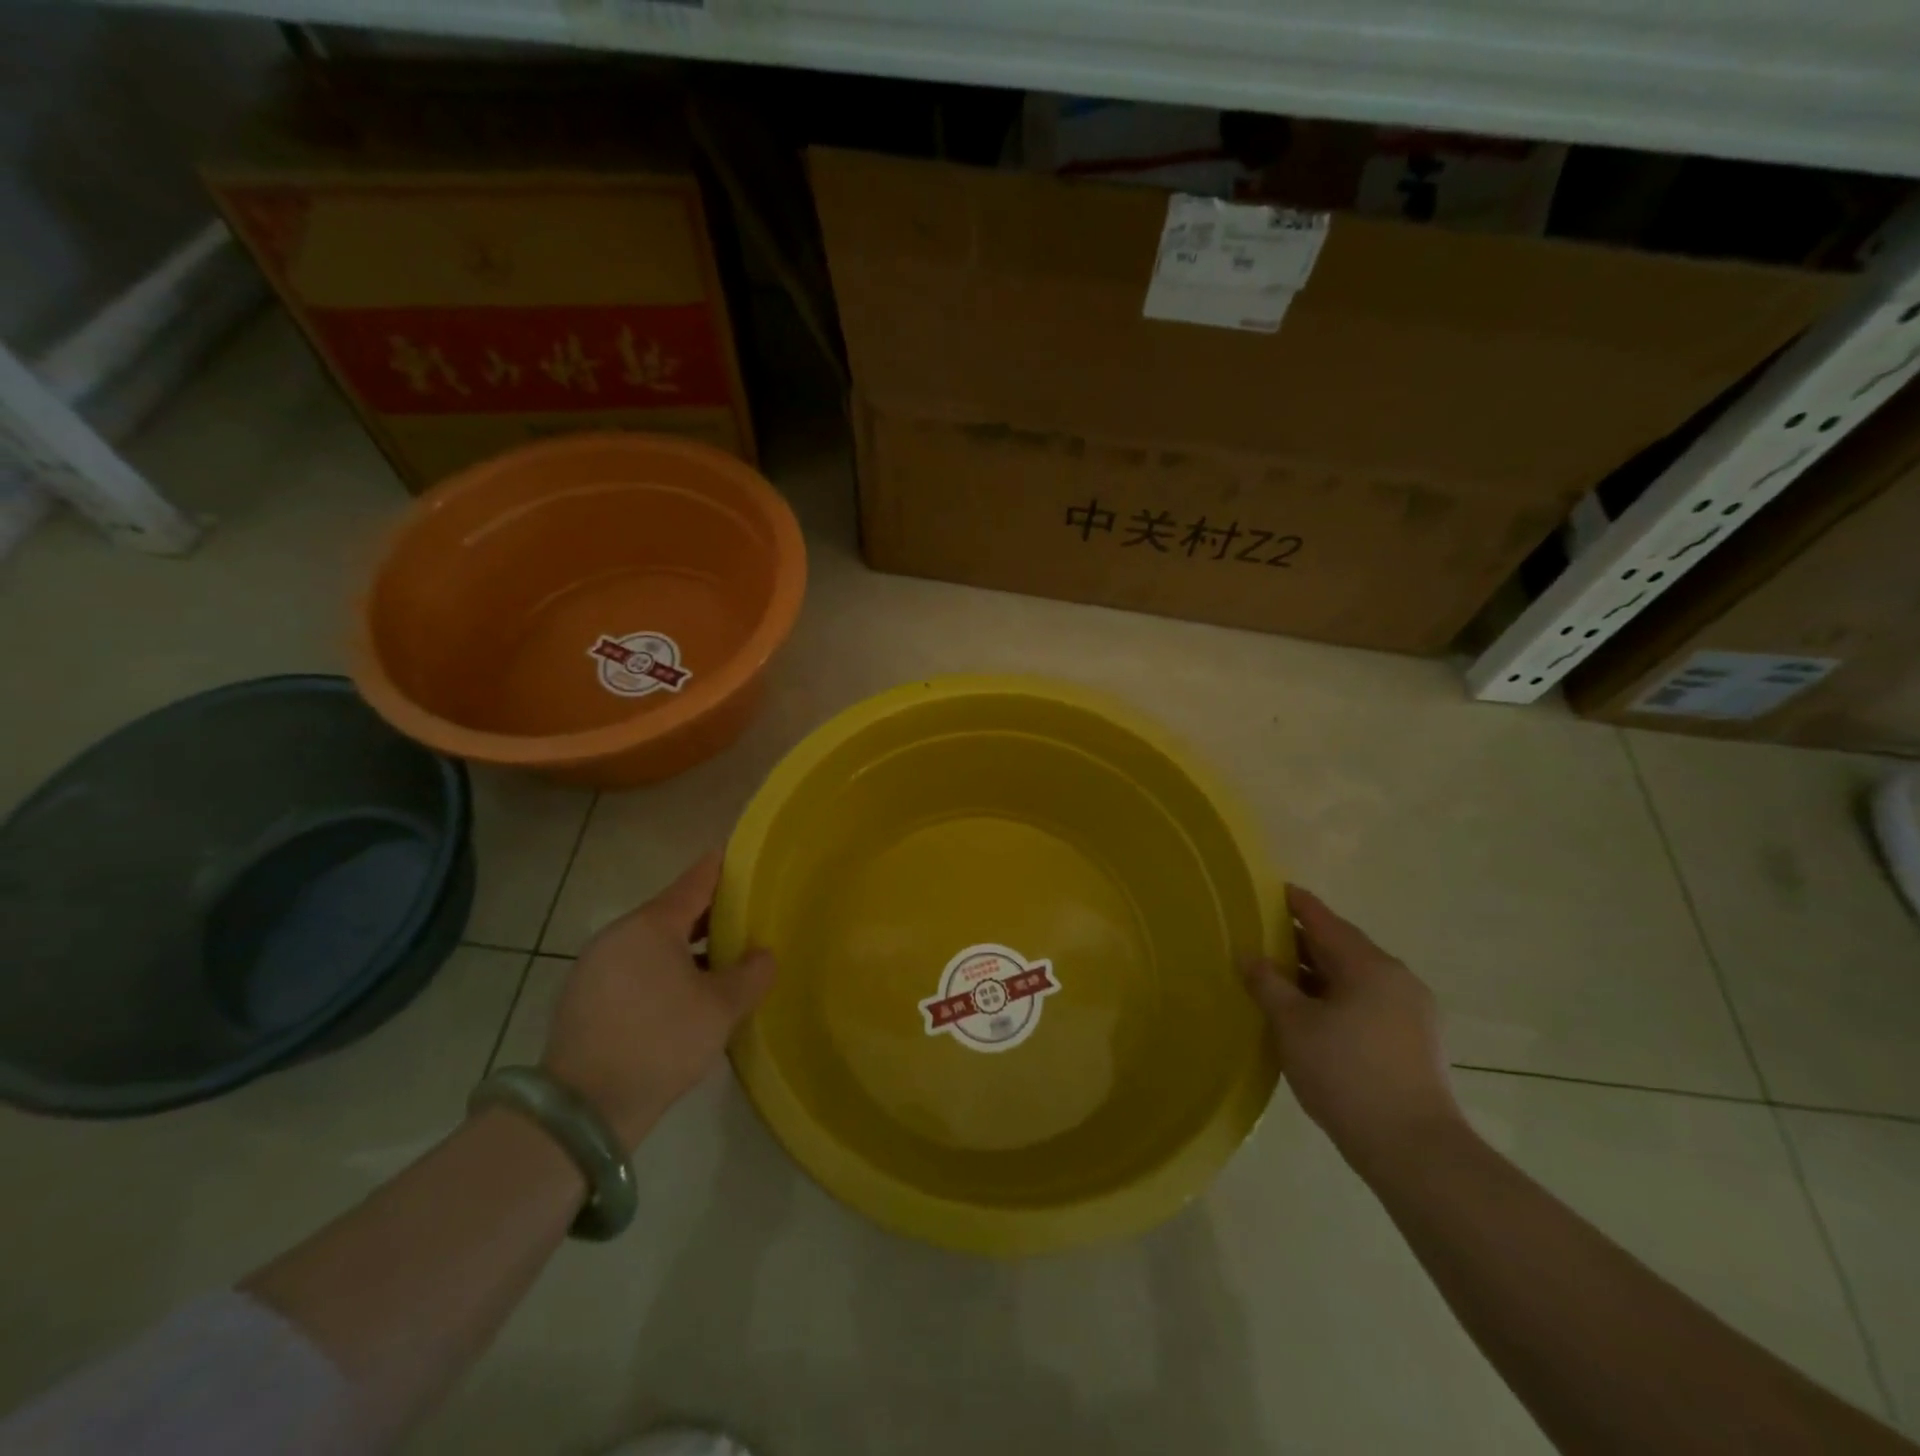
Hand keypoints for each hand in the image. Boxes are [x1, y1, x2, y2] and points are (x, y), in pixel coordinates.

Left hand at [542, 853, 775, 1150]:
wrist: (583, 1109)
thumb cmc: (660, 1041)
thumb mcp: (721, 1008)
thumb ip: (751, 974)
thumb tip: (762, 955)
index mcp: (651, 925)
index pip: (695, 882)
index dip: (721, 869)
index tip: (741, 858)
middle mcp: (618, 935)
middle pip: (672, 913)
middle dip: (709, 916)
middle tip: (744, 921)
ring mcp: (594, 966)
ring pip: (651, 944)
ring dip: (685, 949)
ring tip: (719, 964)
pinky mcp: (582, 998)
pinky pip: (632, 969)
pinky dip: (660, 971)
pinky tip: (682, 997)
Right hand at [1244, 886, 1462, 1173]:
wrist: (1414, 1149)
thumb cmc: (1346, 1074)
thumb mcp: (1293, 1025)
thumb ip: (1268, 984)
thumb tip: (1250, 955)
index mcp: (1369, 965)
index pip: (1324, 920)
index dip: (1296, 904)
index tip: (1273, 889)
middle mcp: (1396, 979)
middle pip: (1342, 947)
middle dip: (1302, 941)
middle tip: (1263, 936)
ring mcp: (1411, 1011)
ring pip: (1355, 977)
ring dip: (1318, 973)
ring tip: (1280, 976)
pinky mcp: (1414, 1041)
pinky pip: (1367, 1002)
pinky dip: (1336, 997)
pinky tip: (1311, 1014)